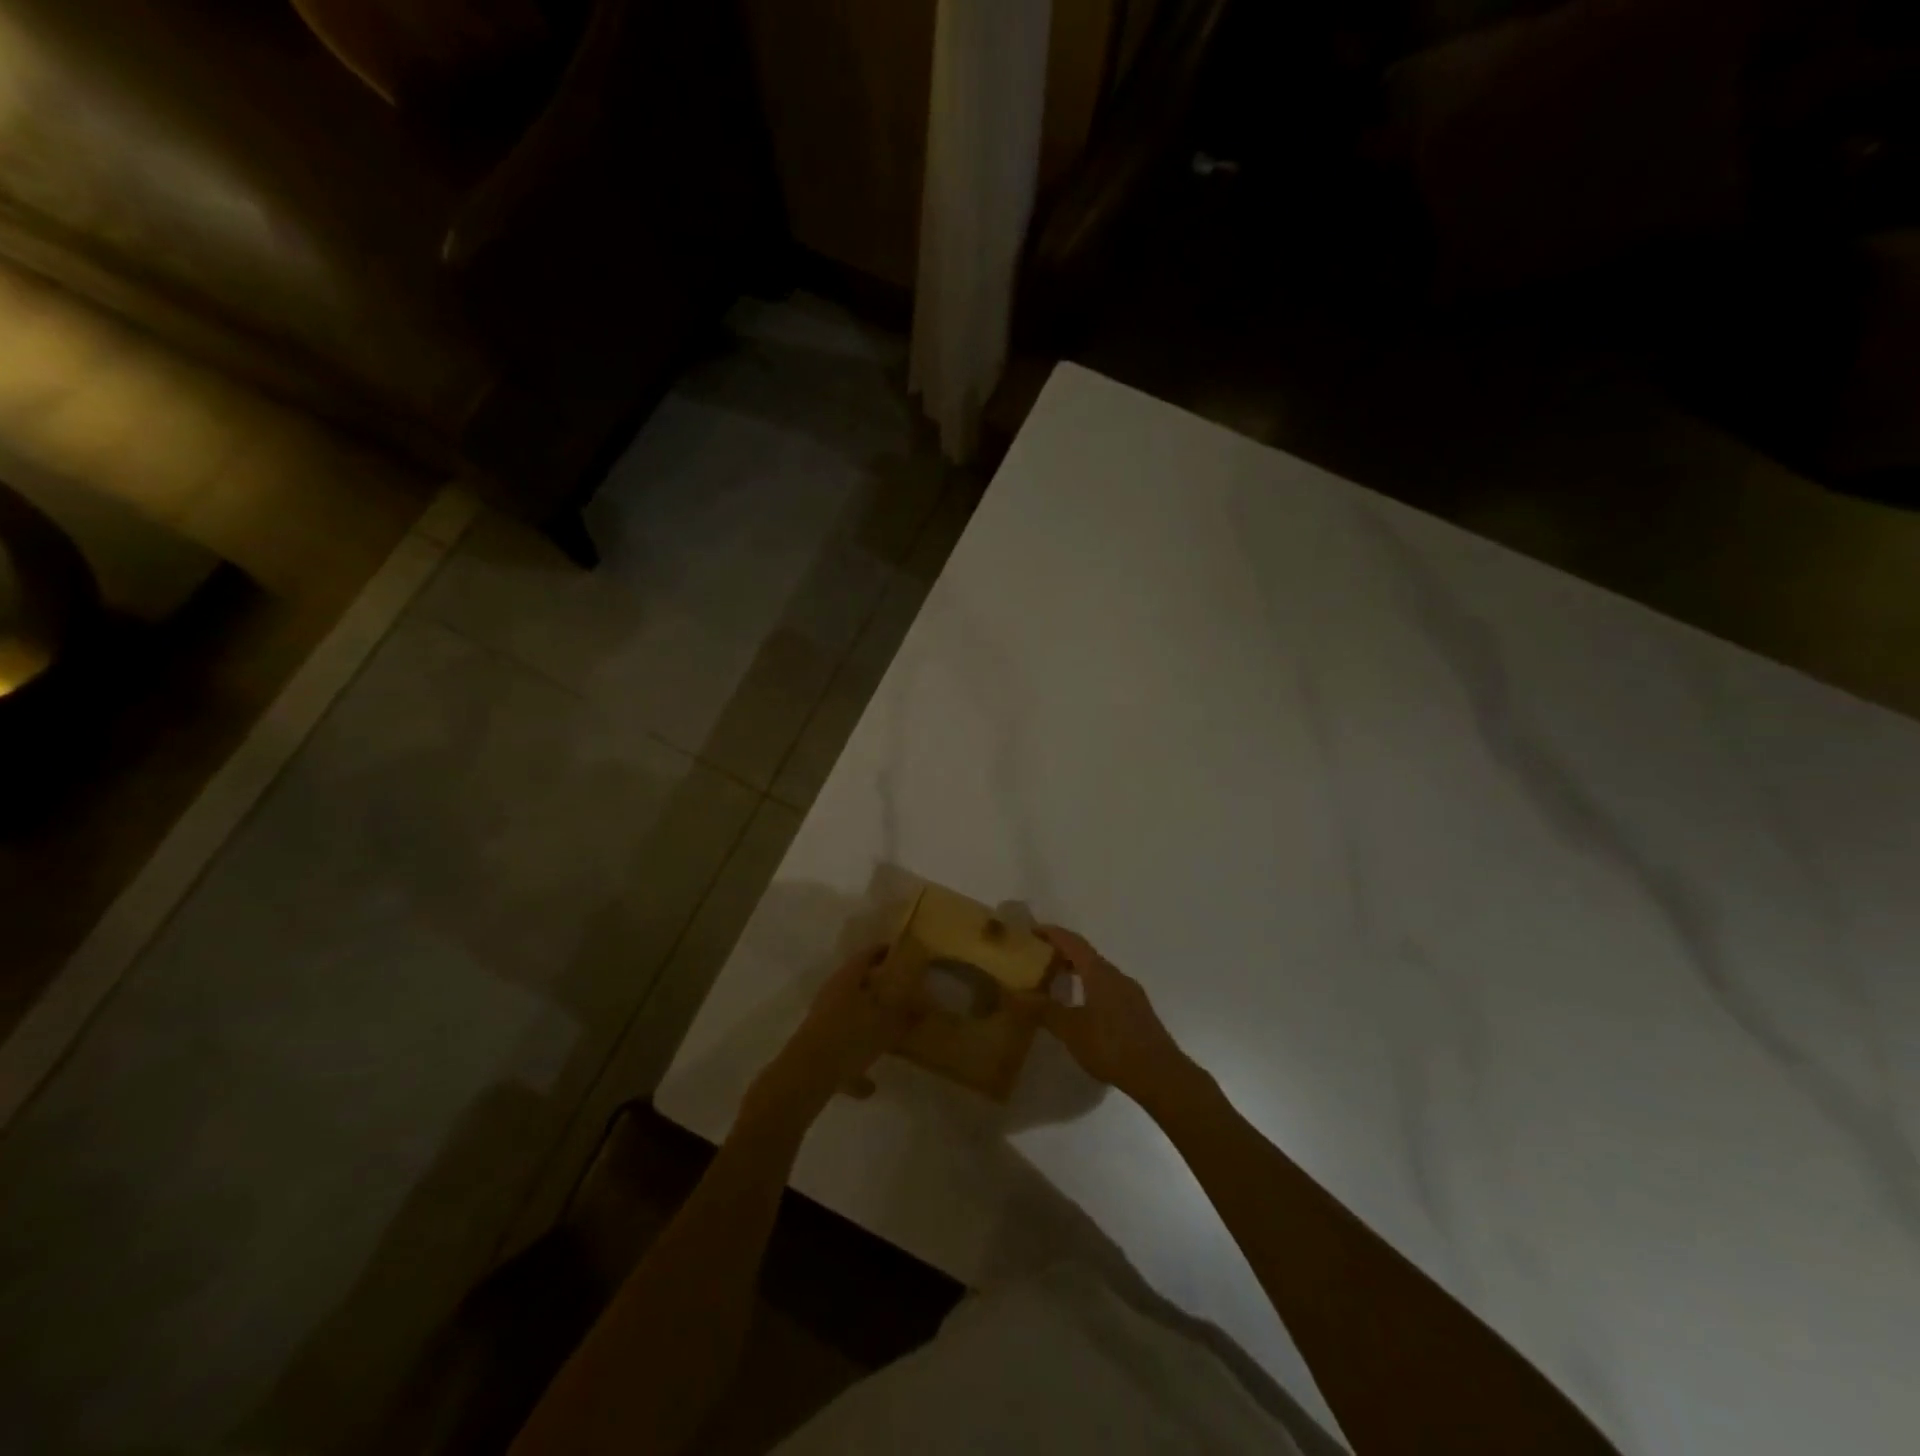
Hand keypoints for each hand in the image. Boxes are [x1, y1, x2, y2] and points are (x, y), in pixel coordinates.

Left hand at [737, 946, 924, 1139]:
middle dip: (878, 988)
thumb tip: (925, 1004)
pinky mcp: (816, 1047)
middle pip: (857, 984)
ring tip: (888, 1035)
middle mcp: (832, 994)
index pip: (868, 955)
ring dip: (867, 1023)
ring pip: (849, 1016)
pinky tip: (870, 1085)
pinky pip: (841, 1050)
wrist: (806, 1075)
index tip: (902, 953)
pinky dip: (855, 1062)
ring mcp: (821, 1021)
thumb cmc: (849, 1036)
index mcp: (847, 978)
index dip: (885, 952)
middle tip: (902, 992)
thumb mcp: (886, 1023)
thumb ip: (907, 1013)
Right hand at [1031, 926, 1197, 1110]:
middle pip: (1086, 955)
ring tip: (1057, 984)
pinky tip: (1083, 1009)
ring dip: (1078, 972)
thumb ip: (1044, 1011)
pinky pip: (1109, 988)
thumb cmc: (1111, 1046)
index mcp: (1099, 972)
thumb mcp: (1071, 1030)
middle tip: (1039, 960)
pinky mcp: (1138, 1011)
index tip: (1032, 931)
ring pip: (1099, 973)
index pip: (1072, 942)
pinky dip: (1090, 988)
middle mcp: (1116, 975)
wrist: (1159, 1074)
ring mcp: (1131, 993)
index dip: (1052, 933)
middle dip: (1063, 954)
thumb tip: (1018, 995)